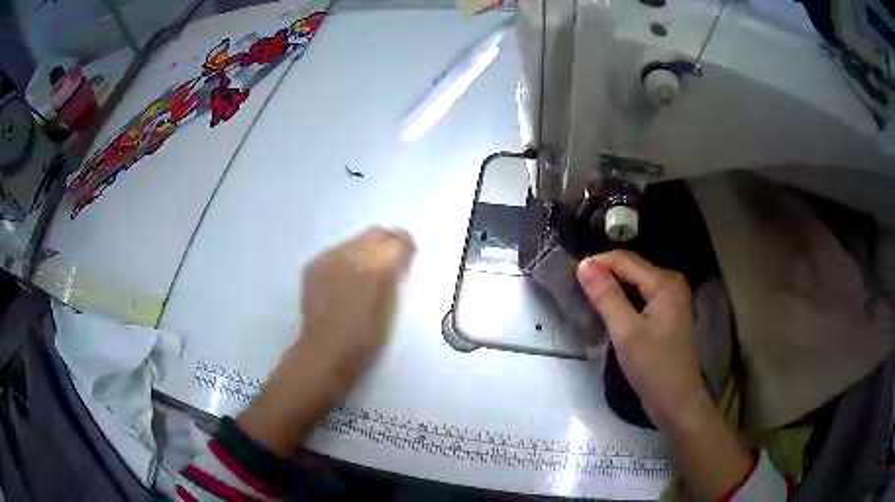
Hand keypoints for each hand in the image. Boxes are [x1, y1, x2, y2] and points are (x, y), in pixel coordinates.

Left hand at [238, 227, 414, 455]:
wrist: (325, 352)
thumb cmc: (366, 339)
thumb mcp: (392, 308)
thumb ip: (395, 278)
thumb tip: (398, 260)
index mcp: (378, 269)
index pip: (399, 240)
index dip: (406, 247)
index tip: (407, 256)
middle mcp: (352, 255)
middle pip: (376, 233)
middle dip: (386, 244)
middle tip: (388, 263)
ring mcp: (329, 258)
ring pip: (356, 239)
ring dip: (365, 249)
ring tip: (363, 274)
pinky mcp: (314, 264)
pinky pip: (337, 250)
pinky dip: (346, 258)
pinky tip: (344, 280)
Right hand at [576, 250, 703, 426]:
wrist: (677, 402)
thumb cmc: (654, 368)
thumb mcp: (627, 333)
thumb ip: (607, 297)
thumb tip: (583, 265)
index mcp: (665, 282)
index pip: (625, 260)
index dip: (596, 264)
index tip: (568, 276)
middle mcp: (670, 283)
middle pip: (631, 268)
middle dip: (603, 274)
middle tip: (574, 288)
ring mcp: (670, 299)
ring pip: (634, 283)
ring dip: (611, 288)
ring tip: (586, 298)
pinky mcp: (666, 314)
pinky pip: (640, 297)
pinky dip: (622, 300)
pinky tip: (607, 310)